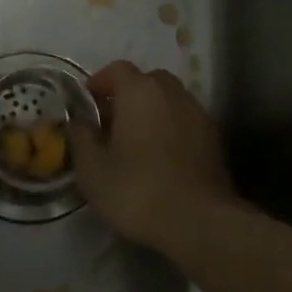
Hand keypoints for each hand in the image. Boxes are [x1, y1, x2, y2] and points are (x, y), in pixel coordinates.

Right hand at [70, 61, 241, 249]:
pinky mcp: (214, 138)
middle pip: (147, 80)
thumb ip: (80, 138)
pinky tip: (161, 157)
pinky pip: (185, 121)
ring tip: (136, 141)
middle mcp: (172, 93)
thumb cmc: (137, 190)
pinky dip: (170, 128)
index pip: (117, 69)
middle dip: (128, 95)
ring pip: (169, 100)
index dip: (99, 82)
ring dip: (151, 111)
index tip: (88, 103)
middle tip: (111, 122)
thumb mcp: (92, 170)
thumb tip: (77, 122)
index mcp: (140, 92)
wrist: (199, 222)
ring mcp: (197, 114)